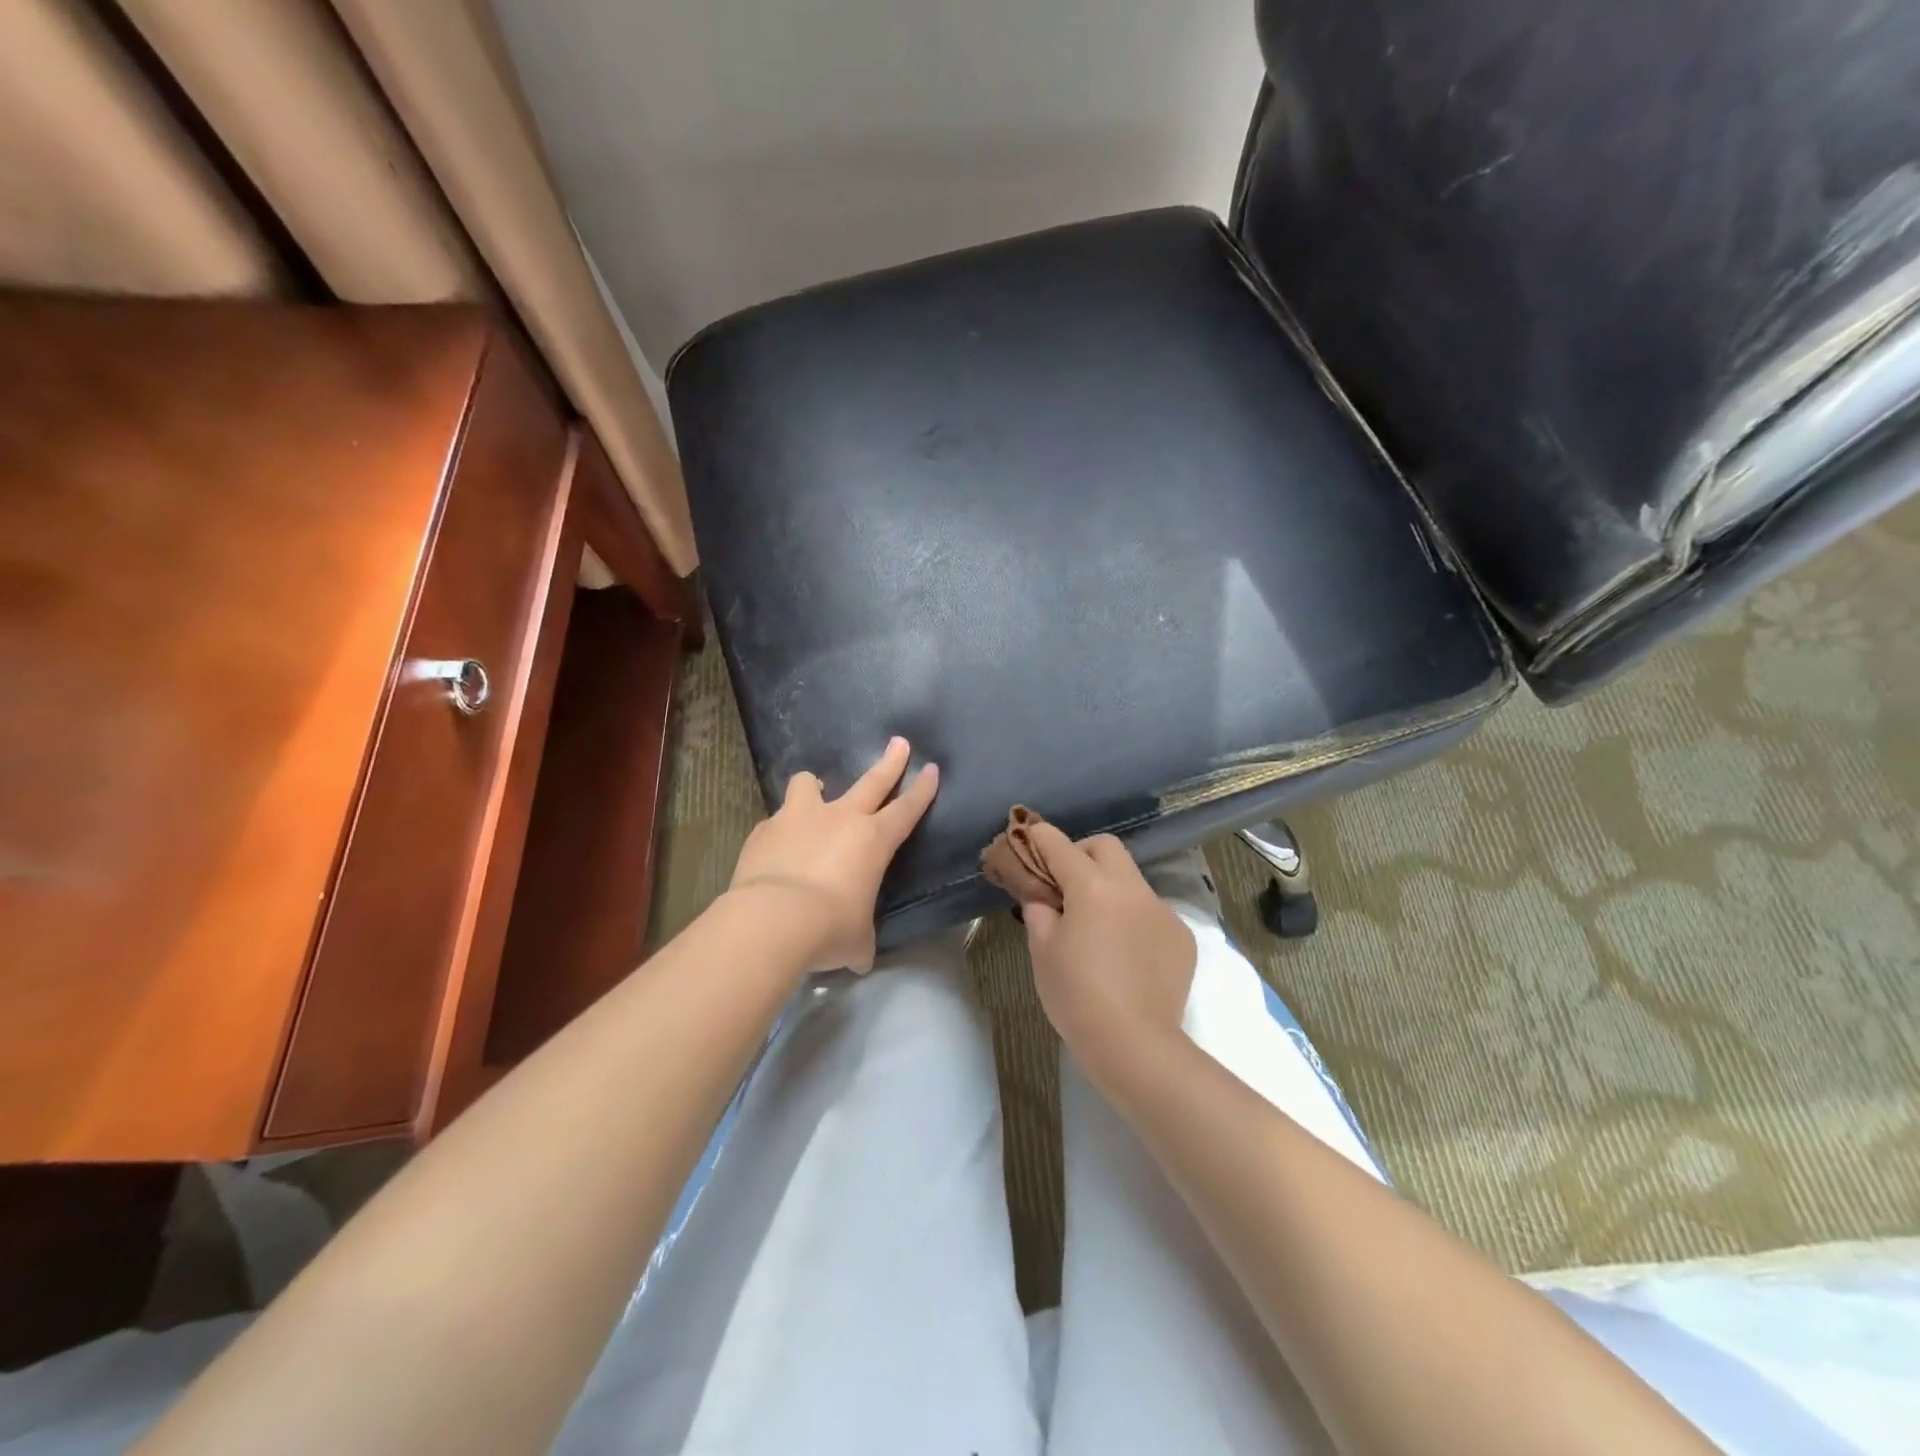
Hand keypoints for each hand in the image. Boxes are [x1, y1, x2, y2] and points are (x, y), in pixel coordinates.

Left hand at [728, 737, 938, 972]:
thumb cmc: (830, 928)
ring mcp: (800, 817)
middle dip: (890, 762)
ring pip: (810, 783)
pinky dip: (780, 829)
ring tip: (813, 791)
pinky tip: (775, 848)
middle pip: (872, 781)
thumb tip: (859, 956)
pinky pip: (777, 820)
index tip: (932, 769)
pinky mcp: (765, 828)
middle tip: (899, 743)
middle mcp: (840, 818)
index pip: (907, 809)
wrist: (774, 919)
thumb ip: (860, 940)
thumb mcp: (856, 940)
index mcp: (874, 841)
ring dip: (814, 786)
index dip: (922, 790)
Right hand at [1019, 824, 1196, 1095]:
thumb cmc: (1076, 995)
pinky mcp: (1182, 937)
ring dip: (1110, 889)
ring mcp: (1162, 911)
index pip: (1060, 847)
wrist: (1134, 1044)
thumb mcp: (1043, 951)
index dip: (1040, 838)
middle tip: (1065, 884)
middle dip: (1082, 854)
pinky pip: (1152, 913)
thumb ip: (1040, 911)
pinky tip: (1126, 954)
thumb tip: (1043, 896)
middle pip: (1106, 848)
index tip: (1029, 836)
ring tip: (1097, 926)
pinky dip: (1134, 920)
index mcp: (1092, 887)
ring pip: (1132, 881)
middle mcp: (1131, 888)